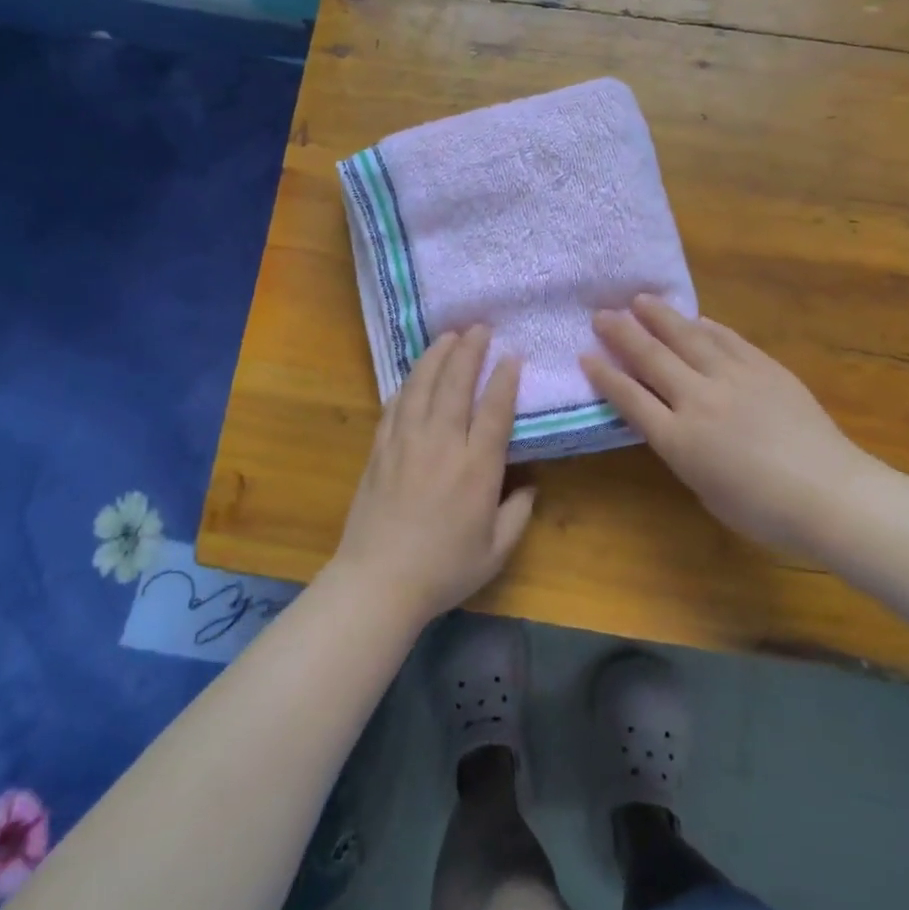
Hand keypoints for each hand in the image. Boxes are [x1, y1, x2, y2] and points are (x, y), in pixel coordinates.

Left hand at [329, 326, 537, 623]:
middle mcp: (441, 445)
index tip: (512, 355)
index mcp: (476, 468)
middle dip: (469, 351)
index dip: (504, 379)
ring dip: (436, 357)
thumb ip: (518, 513)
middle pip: (455, 385)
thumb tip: (530, 484)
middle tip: (479, 327)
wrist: (378, 582)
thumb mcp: (496, 550)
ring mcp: (405, 443)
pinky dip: (407, 383)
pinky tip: (414, 373)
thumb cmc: (444, 570)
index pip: (494, 410)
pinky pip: (395, 406)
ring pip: (422, 386)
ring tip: (448, 336)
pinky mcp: (379, 450)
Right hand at [583, 296, 877, 557]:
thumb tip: (679, 424)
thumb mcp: (704, 488)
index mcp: (678, 439)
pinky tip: (695, 319)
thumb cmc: (762, 511)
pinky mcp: (765, 368)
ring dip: (661, 317)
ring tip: (640, 300)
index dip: (605, 375)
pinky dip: (706, 327)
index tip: (586, 354)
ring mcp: (733, 378)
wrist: (828, 494)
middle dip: (622, 334)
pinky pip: (728, 340)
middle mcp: (698, 400)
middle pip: (652, 358)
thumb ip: (683, 451)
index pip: (630, 398)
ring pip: (688, 338)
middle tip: (601, 314)